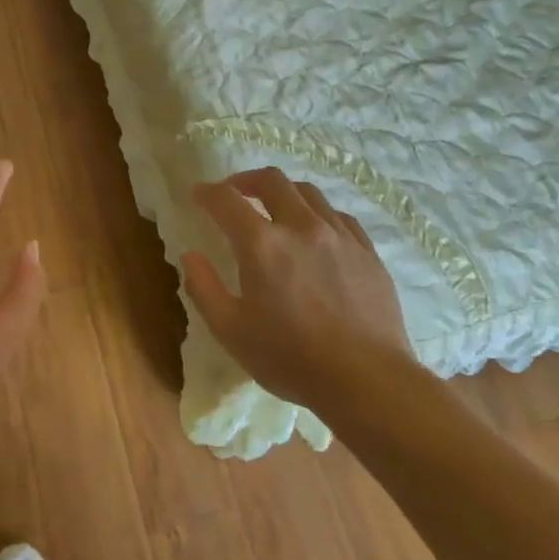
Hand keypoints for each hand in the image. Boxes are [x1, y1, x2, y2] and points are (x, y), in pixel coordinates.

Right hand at [182, 168, 414, 415]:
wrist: (367, 380)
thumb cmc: (290, 358)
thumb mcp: (231, 331)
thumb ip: (203, 288)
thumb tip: (190, 255)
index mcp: (262, 244)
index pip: (226, 200)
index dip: (207, 192)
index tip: (197, 194)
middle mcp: (301, 227)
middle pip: (271, 180)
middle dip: (246, 180)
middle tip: (234, 193)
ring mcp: (339, 235)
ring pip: (308, 192)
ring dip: (283, 193)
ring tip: (274, 209)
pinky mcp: (367, 250)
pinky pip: (338, 215)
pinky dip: (316, 214)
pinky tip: (314, 233)